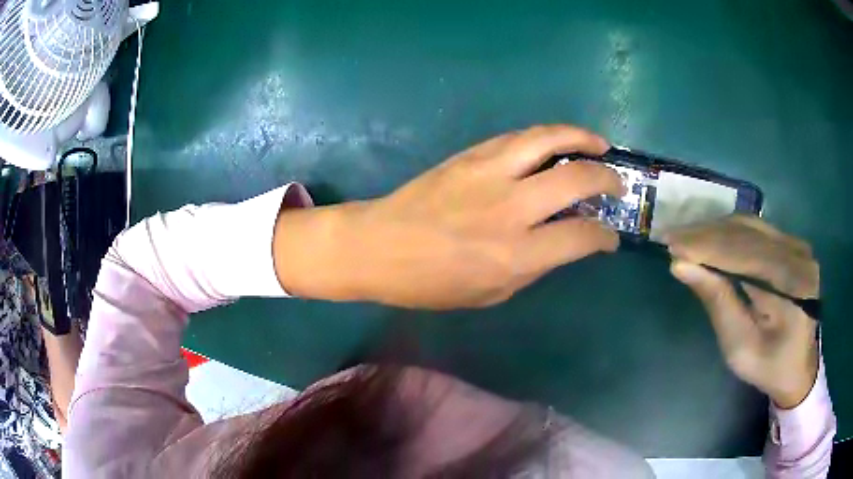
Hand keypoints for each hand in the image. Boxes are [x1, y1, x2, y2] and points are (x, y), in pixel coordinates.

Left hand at [274, 125, 623, 308]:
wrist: (378, 246)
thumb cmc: (431, 283)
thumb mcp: (490, 293)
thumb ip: (534, 266)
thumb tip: (565, 243)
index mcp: (514, 254)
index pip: (581, 236)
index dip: (604, 236)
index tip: (609, 237)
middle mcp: (509, 208)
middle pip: (575, 178)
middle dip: (607, 179)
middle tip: (617, 183)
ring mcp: (488, 174)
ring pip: (548, 140)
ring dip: (581, 138)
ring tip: (599, 144)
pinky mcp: (470, 156)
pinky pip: (518, 137)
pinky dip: (546, 137)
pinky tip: (556, 143)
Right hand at [665, 215, 818, 408]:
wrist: (800, 367)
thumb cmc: (769, 367)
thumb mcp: (740, 348)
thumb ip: (718, 303)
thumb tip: (682, 266)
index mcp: (790, 285)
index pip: (744, 253)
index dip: (706, 246)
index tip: (671, 245)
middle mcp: (798, 254)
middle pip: (747, 233)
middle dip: (707, 234)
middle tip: (672, 237)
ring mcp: (798, 245)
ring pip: (751, 225)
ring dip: (716, 230)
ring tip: (687, 237)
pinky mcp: (793, 245)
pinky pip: (759, 230)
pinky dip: (731, 232)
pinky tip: (712, 238)